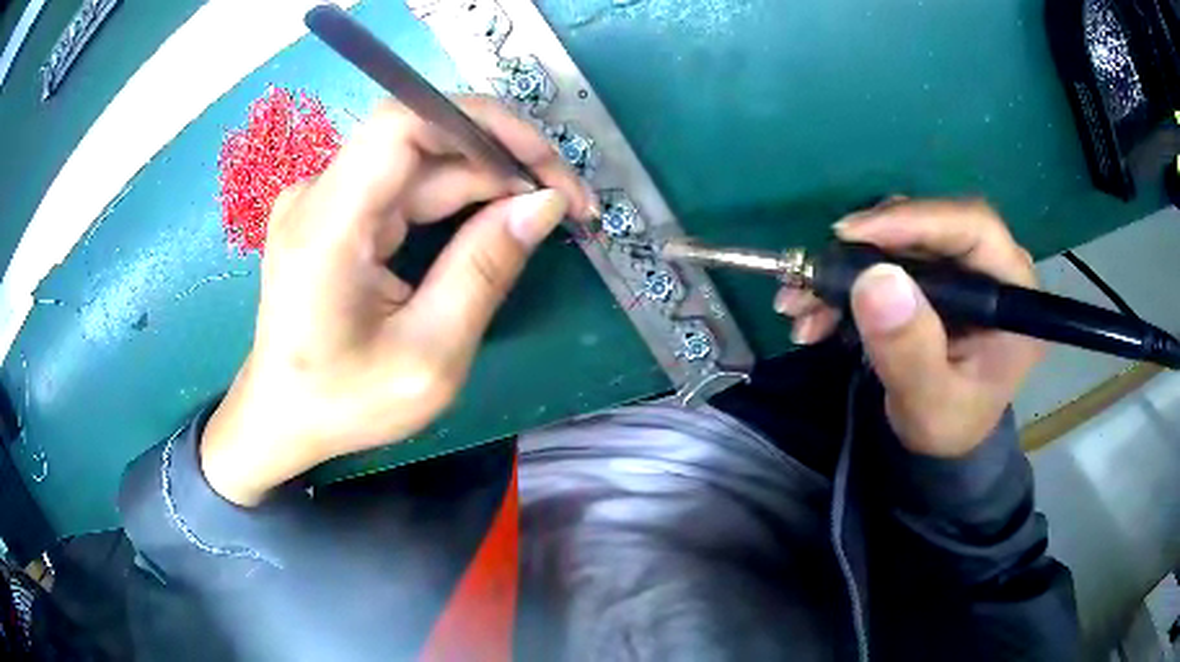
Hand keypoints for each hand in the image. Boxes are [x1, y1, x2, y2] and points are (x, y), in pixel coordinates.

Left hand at [201, 97, 594, 505]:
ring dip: (487, 179)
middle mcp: (319, 194)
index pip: (405, 125)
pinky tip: (496, 219)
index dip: (483, 125)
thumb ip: (484, 271)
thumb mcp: (429, 356)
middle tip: (568, 201)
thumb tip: (545, 202)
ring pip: (421, 162)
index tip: (545, 163)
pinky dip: (458, 197)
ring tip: (544, 211)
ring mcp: (325, 199)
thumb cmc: (345, 402)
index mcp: (327, 227)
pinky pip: (406, 185)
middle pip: (423, 140)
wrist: (281, 416)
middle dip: (503, 159)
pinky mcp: (336, 211)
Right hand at [774, 199, 1043, 456]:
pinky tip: (816, 310)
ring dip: (848, 266)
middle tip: (818, 272)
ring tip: (803, 302)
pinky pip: (891, 256)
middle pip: (932, 226)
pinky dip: (849, 280)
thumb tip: (876, 279)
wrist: (943, 437)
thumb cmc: (948, 426)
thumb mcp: (930, 403)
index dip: (916, 220)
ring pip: (904, 238)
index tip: (853, 234)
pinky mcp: (939, 272)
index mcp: (1015, 296)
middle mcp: (994, 268)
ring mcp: (965, 266)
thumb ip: (910, 351)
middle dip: (868, 247)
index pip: (974, 228)